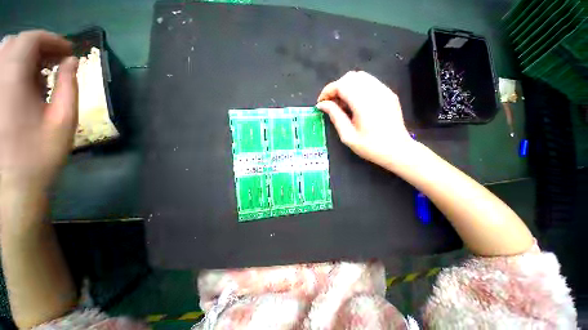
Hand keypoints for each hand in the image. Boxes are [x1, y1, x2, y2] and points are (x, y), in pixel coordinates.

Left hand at [0, 31, 77, 191]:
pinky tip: (33, 84)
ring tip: (48, 72)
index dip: (51, 39)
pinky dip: (19, 69)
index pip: (28, 40)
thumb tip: (71, 61)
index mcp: (11, 82)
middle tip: (61, 60)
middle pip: (15, 43)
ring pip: (7, 55)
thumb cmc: (41, 154)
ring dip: (30, 57)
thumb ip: (69, 85)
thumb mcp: (64, 120)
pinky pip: (2, 71)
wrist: (14, 183)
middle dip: (41, 46)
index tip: (70, 51)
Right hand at [316, 71, 412, 166]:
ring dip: (346, 86)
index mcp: (364, 103)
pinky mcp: (388, 93)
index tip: (321, 103)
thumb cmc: (370, 147)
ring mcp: (384, 90)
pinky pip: (369, 82)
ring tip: (342, 103)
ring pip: (360, 76)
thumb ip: (335, 116)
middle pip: (350, 77)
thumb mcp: (348, 136)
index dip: (328, 91)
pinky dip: (357, 88)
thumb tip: (322, 104)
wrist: (397, 150)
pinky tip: (355, 103)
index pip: (341, 85)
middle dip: (336, 88)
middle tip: (331, 104)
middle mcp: (375, 91)